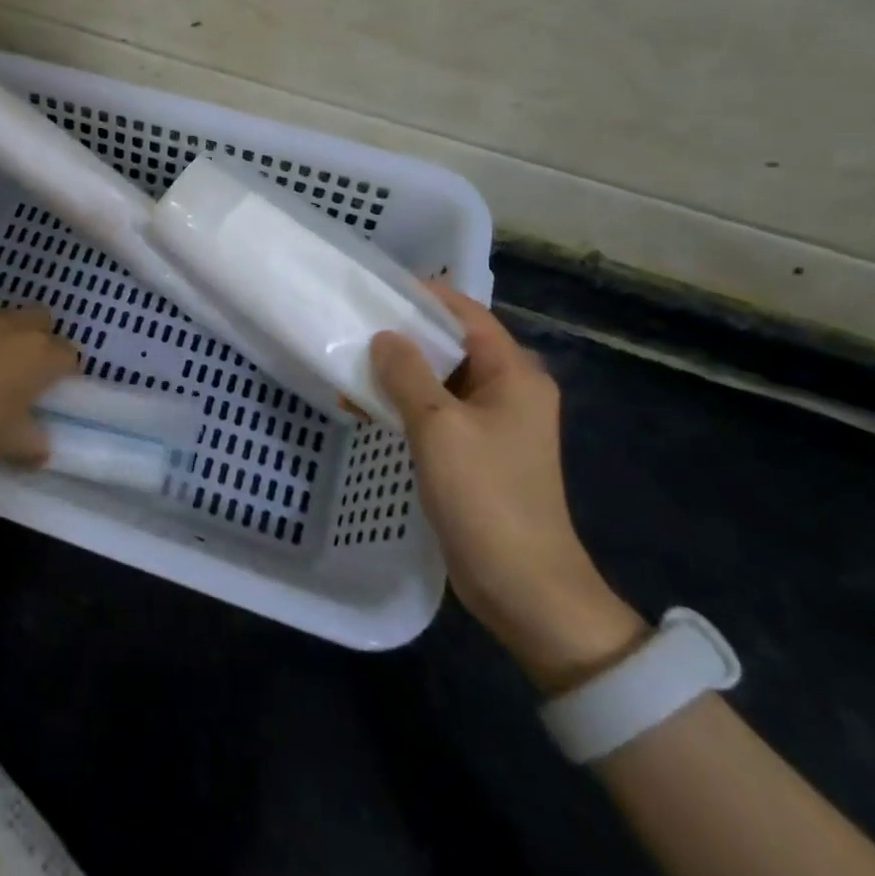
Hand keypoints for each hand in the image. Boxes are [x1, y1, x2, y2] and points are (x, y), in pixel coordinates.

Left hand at [0, 306, 77, 471]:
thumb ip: (34, 445)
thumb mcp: (9, 444)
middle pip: (43, 320)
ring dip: (5, 337)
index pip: (69, 354)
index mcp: (40, 355)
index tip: (52, 392)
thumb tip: (42, 449)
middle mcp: (16, 328)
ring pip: (6, 318)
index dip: (65, 372)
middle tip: (26, 371)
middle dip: (40, 339)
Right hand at [371, 285, 644, 690]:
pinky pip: (437, 413)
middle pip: (452, 346)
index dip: (424, 297)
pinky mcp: (477, 454)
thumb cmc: (485, 496)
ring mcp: (493, 425)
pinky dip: (404, 405)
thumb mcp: (439, 427)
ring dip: (398, 374)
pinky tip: (365, 407)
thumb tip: (385, 337)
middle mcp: (509, 391)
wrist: (524, 587)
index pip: (467, 315)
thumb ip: (407, 374)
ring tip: (350, 367)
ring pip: (440, 381)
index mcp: (514, 374)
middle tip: (354, 326)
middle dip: (403, 337)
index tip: (377, 288)